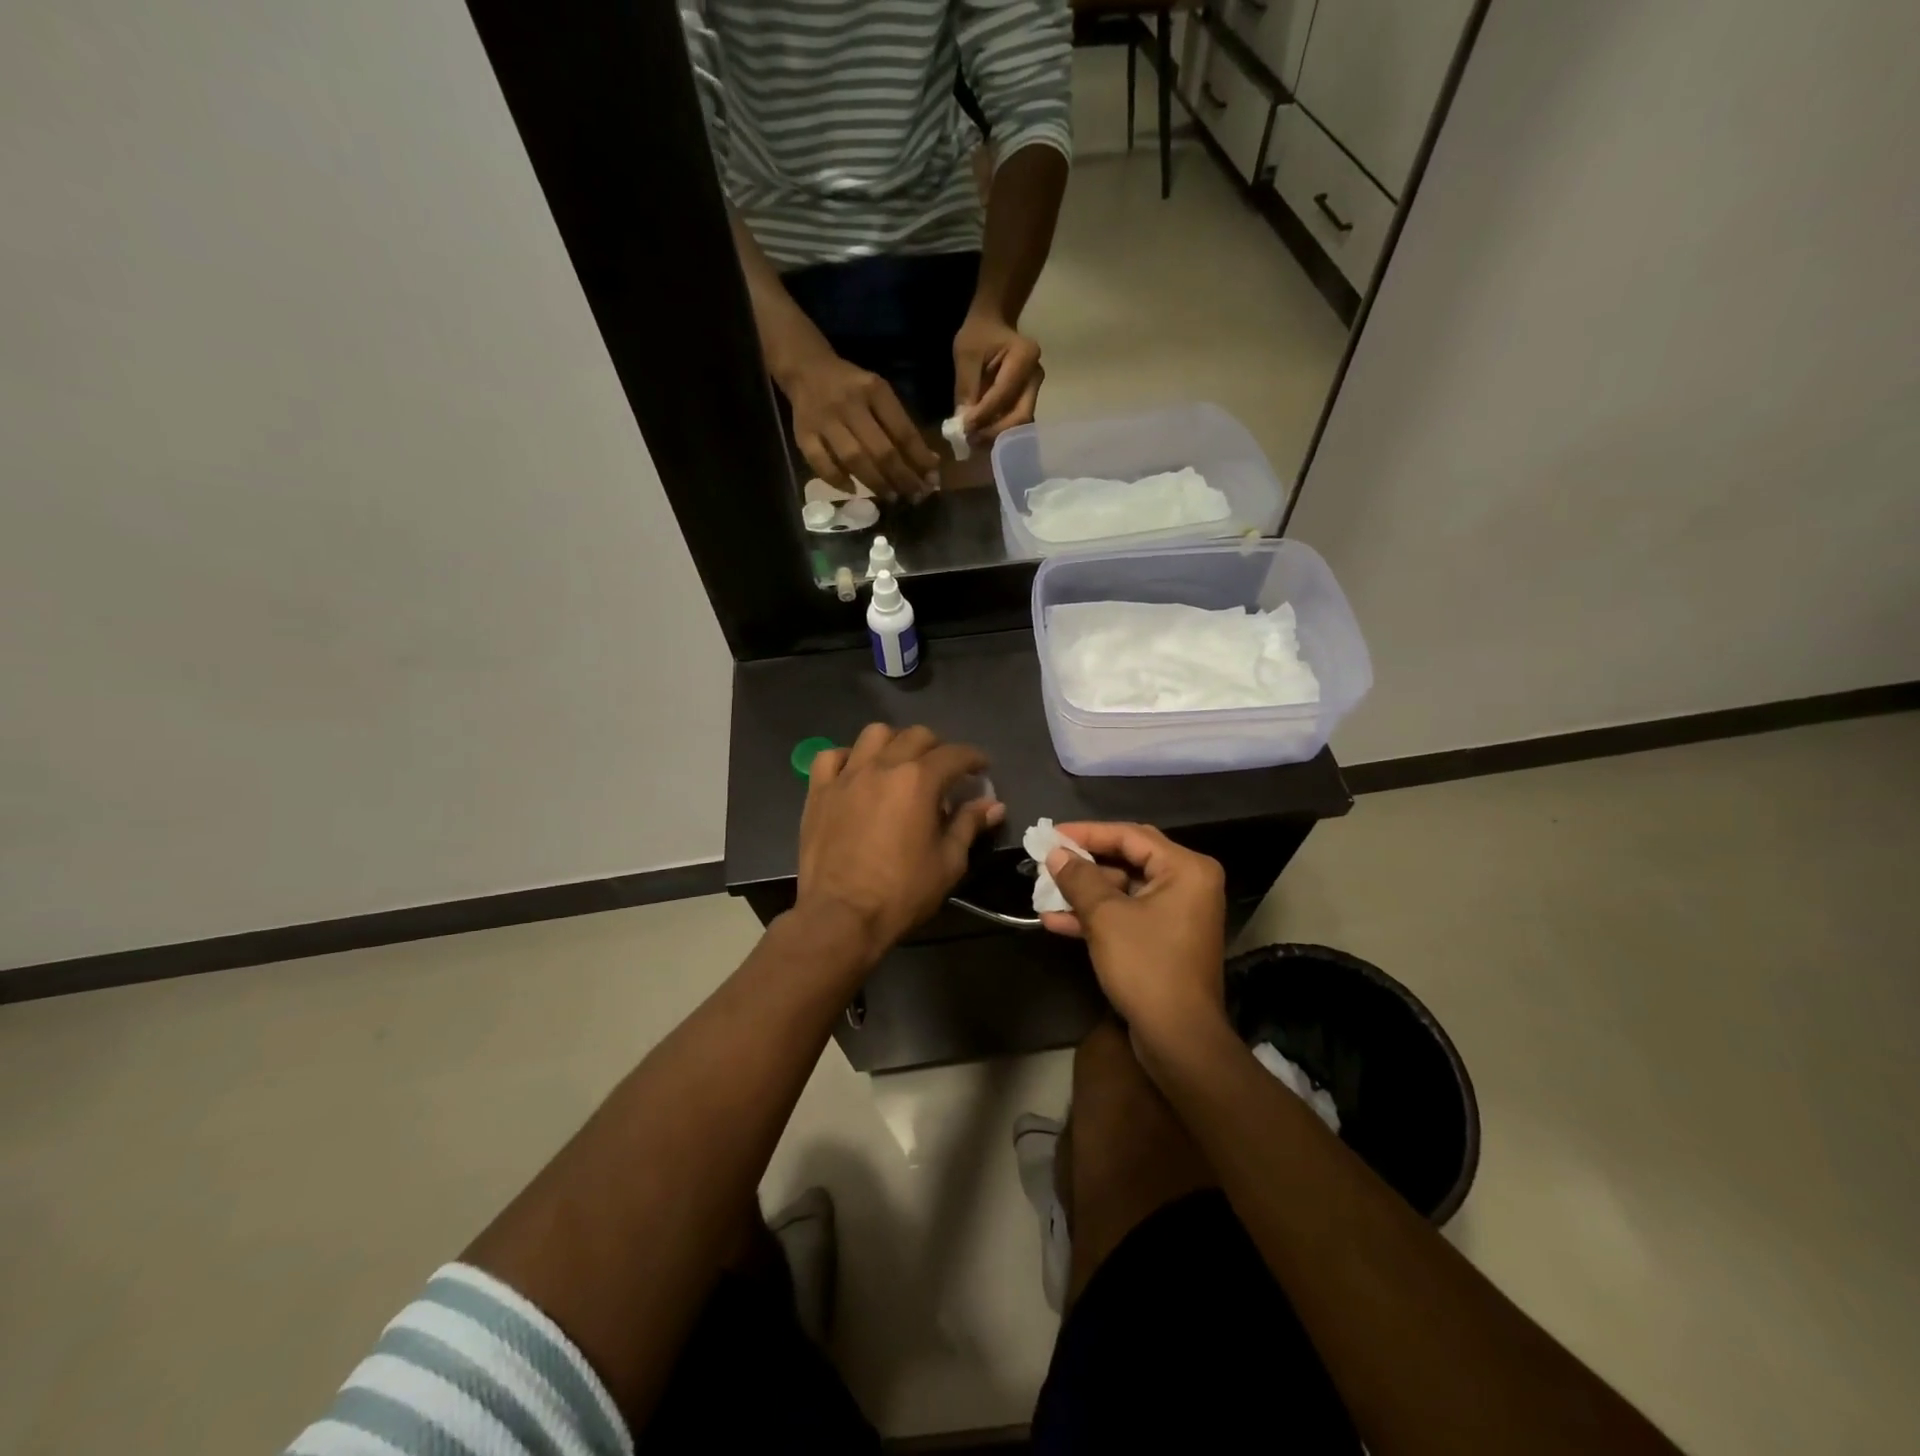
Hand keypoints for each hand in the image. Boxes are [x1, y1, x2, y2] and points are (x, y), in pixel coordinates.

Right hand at [780, 351, 941, 497]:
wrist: (807, 369)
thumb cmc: (852, 387)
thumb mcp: (880, 395)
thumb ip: (901, 426)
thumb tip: (929, 464)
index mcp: (874, 390)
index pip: (903, 431)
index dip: (920, 460)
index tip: (932, 480)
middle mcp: (849, 404)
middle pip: (880, 450)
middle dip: (901, 478)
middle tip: (914, 496)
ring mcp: (824, 420)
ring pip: (853, 459)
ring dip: (875, 483)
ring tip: (891, 497)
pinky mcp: (802, 434)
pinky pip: (820, 463)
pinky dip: (838, 480)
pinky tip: (853, 491)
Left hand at [796, 724, 1005, 963]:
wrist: (841, 916)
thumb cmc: (902, 892)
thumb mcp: (948, 862)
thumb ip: (969, 825)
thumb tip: (993, 805)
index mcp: (919, 780)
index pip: (955, 754)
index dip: (974, 758)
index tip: (982, 768)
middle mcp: (883, 766)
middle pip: (916, 736)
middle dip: (938, 748)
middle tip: (944, 771)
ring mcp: (847, 775)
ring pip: (874, 734)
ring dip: (894, 742)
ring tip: (900, 763)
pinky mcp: (819, 791)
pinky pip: (831, 756)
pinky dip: (849, 758)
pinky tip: (857, 773)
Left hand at [953, 309, 1042, 441]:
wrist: (994, 325)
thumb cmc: (979, 334)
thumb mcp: (966, 353)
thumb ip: (966, 387)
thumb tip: (963, 423)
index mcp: (1024, 356)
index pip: (1004, 394)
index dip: (984, 415)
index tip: (964, 429)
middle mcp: (1036, 376)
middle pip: (1021, 415)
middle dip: (994, 432)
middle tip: (970, 441)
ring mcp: (1035, 390)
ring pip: (1020, 424)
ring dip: (997, 436)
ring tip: (973, 441)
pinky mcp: (1028, 400)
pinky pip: (1015, 422)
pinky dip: (998, 432)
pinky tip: (981, 435)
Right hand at [1041, 822, 1228, 1049]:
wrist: (1178, 1038)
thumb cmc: (1146, 966)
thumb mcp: (1106, 917)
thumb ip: (1079, 878)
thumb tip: (1056, 853)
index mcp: (1186, 869)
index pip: (1130, 835)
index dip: (1087, 833)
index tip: (1051, 834)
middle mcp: (1188, 884)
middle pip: (1128, 859)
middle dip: (1084, 863)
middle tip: (1048, 858)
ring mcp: (1177, 913)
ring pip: (1124, 890)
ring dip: (1084, 892)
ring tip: (1044, 890)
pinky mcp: (1165, 939)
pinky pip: (1127, 915)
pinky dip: (1096, 916)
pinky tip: (1055, 921)